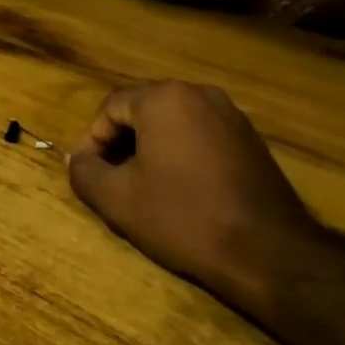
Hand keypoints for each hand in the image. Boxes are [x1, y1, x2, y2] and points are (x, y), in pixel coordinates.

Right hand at [68, 82, 319, 317]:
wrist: (267, 250)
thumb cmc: (183, 217)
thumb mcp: (118, 199)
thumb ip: (86, 172)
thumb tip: (77, 160)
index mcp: (164, 99)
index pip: (111, 107)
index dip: (92, 140)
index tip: (88, 173)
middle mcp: (199, 94)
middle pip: (143, 109)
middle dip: (121, 142)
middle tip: (112, 179)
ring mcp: (231, 115)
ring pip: (174, 123)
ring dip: (151, 148)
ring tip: (143, 186)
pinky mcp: (251, 139)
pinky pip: (201, 135)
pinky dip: (181, 154)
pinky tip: (181, 189)